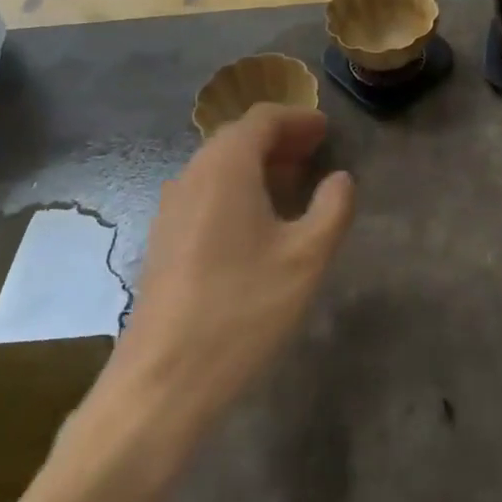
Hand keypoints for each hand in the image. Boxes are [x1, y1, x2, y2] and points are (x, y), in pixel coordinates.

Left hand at [83, 105, 353, 449]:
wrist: (161, 383)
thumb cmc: (241, 310)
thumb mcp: (306, 258)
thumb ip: (332, 208)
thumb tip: (340, 179)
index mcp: (226, 167)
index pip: (262, 119)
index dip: (298, 118)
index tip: (326, 131)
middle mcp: (192, 175)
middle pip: (238, 137)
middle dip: (279, 139)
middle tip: (315, 152)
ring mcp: (171, 208)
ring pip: (219, 165)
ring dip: (257, 164)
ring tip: (293, 183)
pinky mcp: (163, 239)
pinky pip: (205, 192)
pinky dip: (236, 188)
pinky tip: (257, 222)